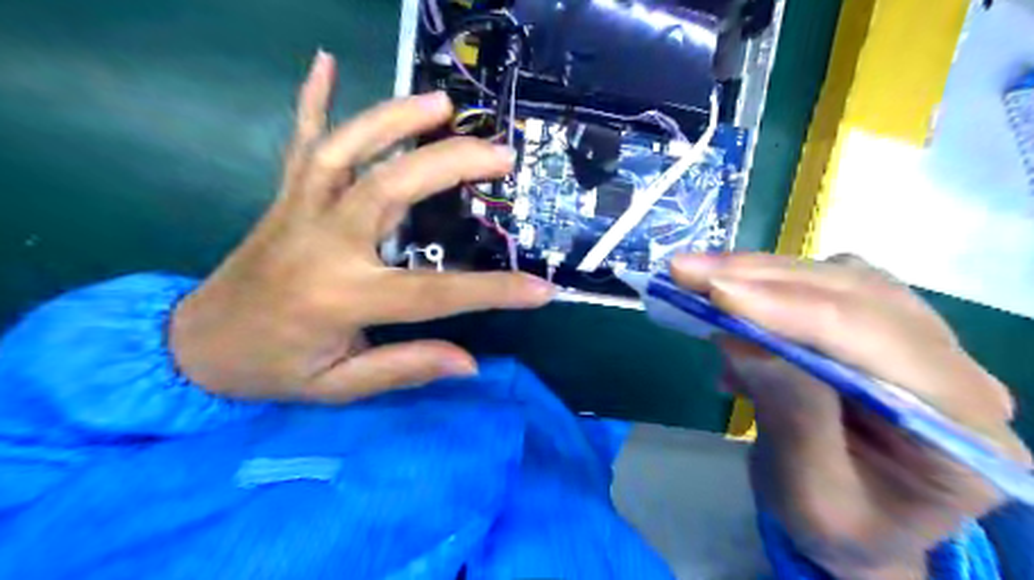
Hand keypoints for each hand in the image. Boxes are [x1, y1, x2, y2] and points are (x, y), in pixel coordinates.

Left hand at [170, 51, 552, 400]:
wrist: (195, 346)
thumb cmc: (273, 370)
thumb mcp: (340, 386)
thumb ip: (405, 368)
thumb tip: (470, 362)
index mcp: (342, 297)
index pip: (435, 293)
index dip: (493, 291)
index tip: (541, 289)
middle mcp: (322, 243)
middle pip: (390, 188)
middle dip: (449, 164)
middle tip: (499, 154)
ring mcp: (299, 211)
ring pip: (346, 149)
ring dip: (395, 118)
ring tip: (442, 105)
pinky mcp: (284, 198)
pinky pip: (299, 141)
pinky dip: (312, 98)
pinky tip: (326, 60)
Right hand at [671, 253, 1023, 579]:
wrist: (856, 526)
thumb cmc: (839, 526)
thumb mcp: (811, 495)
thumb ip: (789, 415)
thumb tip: (739, 337)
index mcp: (963, 425)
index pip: (878, 342)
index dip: (792, 311)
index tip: (715, 294)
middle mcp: (953, 368)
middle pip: (857, 295)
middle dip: (763, 278)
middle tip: (686, 272)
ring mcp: (916, 339)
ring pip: (839, 278)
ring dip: (760, 272)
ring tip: (696, 277)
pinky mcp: (876, 326)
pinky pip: (823, 285)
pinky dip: (766, 284)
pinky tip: (727, 303)